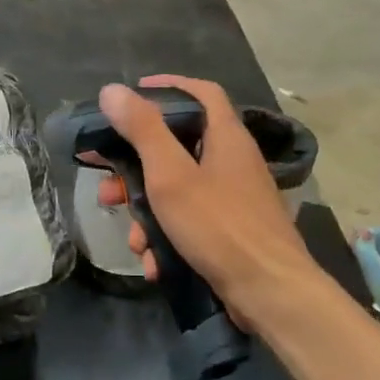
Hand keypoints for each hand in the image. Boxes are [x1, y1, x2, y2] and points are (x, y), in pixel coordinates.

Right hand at [94, 75, 322, 333]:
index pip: (201, 92)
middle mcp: (232, 162)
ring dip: (148, 215)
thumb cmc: (219, 225)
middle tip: (108, 186)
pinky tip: (154, 263)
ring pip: (177, 192)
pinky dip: (168, 239)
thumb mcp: (171, 175)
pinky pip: (190, 222)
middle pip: (177, 149)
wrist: (271, 293)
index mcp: (225, 137)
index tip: (132, 94)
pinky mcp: (231, 231)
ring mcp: (233, 199)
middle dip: (136, 170)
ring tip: (133, 240)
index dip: (167, 86)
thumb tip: (112, 90)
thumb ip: (142, 130)